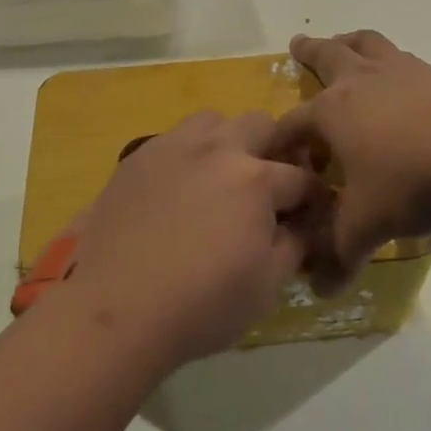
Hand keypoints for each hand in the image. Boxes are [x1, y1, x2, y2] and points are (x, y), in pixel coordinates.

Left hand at [60, 111, 321, 368]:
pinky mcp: (139, 156)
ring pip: (214, 121)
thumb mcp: (266, 286)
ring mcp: (174, 146)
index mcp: (256, 179)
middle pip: (261, 125)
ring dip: (227, 142)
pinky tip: (178, 189)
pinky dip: (187, 155)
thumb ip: (293, 245)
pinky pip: (174, 139)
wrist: (117, 308)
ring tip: (219, 178)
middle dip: (273, 152)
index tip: (311, 214)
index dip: (313, 198)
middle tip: (266, 189)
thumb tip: (302, 225)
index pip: (301, 178)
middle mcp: (218, 148)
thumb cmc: (201, 305)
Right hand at [271, 31, 430, 290]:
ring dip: (351, 42)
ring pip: (368, 45)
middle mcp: (361, 82)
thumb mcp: (368, 225)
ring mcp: (401, 73)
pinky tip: (400, 78)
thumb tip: (323, 289)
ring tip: (345, 42)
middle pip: (327, 56)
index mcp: (333, 111)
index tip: (282, 159)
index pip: (294, 123)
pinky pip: (403, 59)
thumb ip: (341, 253)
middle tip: (298, 43)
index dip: (283, 142)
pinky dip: (391, 62)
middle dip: (309, 51)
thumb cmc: (411, 182)